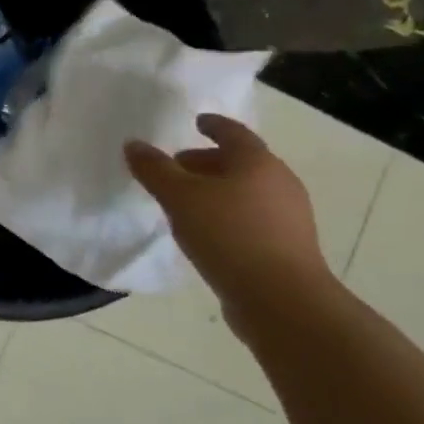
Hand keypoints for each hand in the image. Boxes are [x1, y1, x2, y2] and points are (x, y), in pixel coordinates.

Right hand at [124, 114, 327, 306]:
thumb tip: (133, 144)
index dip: (213, 125)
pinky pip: (252, 219)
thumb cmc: (229, 236)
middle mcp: (279, 183)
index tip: (197, 122)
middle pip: (240, 163)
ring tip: (186, 204)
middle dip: (208, 162)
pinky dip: (229, 216)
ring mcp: (289, 218)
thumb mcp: (179, 198)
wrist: (282, 301)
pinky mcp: (288, 248)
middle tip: (177, 168)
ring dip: (217, 191)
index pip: (233, 132)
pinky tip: (207, 234)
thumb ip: (154, 169)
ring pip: (247, 192)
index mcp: (257, 162)